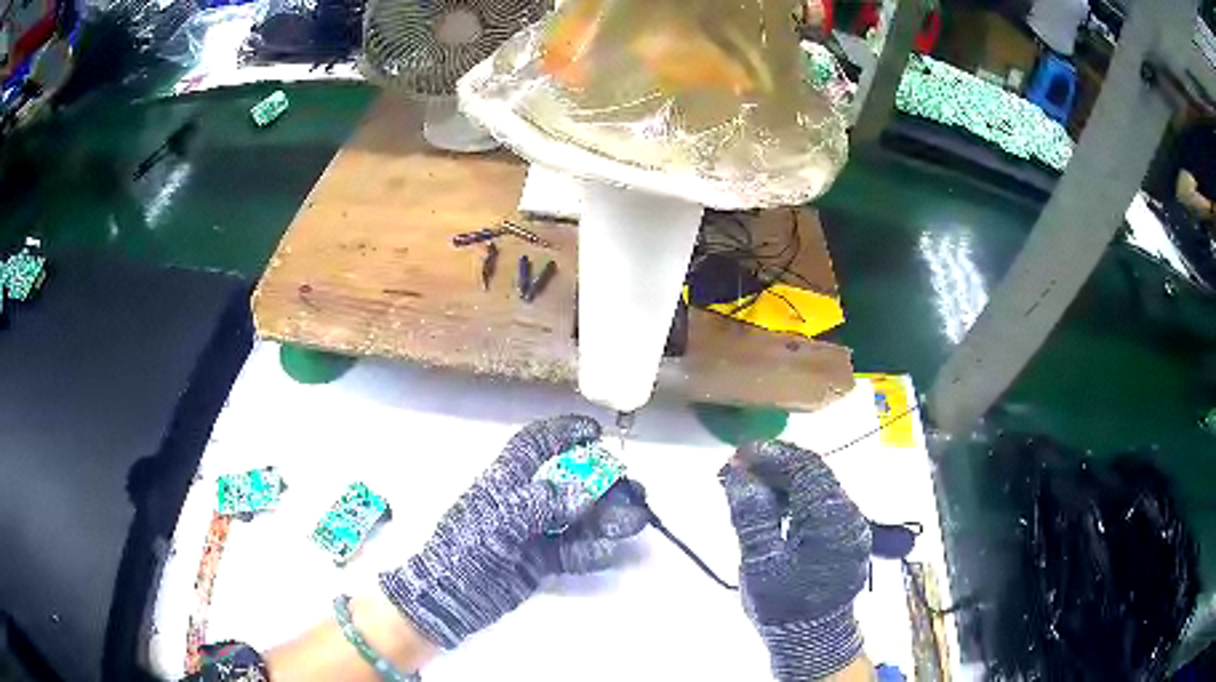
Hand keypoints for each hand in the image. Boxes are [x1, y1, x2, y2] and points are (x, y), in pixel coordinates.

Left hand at [380, 415, 648, 649]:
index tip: (596, 433)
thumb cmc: (465, 549)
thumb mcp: (498, 521)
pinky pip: (572, 551)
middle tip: (633, 489)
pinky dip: (592, 551)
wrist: (450, 598)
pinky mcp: (540, 562)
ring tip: (635, 521)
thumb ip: (541, 503)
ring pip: (577, 518)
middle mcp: (524, 502)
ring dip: (608, 518)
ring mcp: (534, 533)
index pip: (535, 445)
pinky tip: (610, 551)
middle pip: (569, 483)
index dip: (563, 433)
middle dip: (602, 483)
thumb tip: (586, 492)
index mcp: (506, 482)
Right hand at [720, 441, 871, 680]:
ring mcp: (850, 525)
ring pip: (816, 486)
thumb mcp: (760, 563)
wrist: (813, 640)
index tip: (737, 454)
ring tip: (748, 485)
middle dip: (774, 465)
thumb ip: (751, 515)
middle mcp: (848, 515)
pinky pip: (819, 504)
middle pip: (813, 473)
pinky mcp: (844, 536)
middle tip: (736, 469)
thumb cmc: (783, 605)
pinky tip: (770, 505)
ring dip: (782, 480)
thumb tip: (739, 472)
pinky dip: (793, 497)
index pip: (804, 468)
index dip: (770, 454)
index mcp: (831, 518)